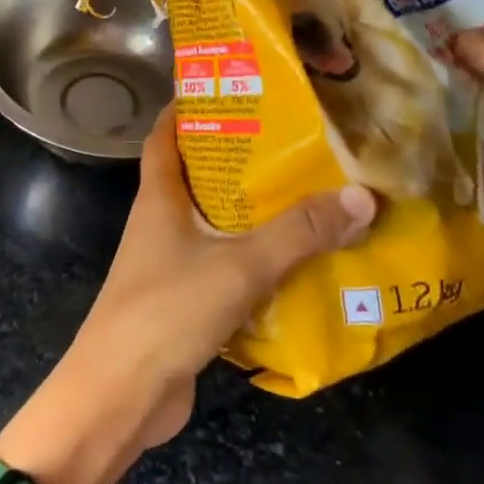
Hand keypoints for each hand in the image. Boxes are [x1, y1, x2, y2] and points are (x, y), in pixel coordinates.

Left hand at [65, 106, 376, 450]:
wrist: (121, 395)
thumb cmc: (167, 312)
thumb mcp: (237, 266)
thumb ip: (296, 233)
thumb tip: (361, 196)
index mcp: (159, 199)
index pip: (166, 137)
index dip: (190, 108)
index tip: (235, 89)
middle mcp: (162, 225)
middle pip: (200, 179)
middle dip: (244, 161)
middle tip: (302, 143)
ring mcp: (172, 266)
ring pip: (219, 228)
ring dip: (258, 216)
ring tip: (317, 197)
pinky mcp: (187, 304)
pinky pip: (229, 271)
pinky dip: (260, 264)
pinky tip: (304, 264)